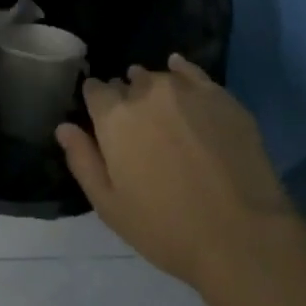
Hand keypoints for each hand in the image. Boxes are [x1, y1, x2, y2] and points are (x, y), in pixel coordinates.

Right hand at [57, 55, 295, 289]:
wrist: (241, 235)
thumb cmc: (165, 228)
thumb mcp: (109, 205)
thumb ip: (83, 160)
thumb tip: (64, 127)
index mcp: (114, 117)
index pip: (95, 91)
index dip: (96, 103)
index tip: (102, 120)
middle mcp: (147, 92)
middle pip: (128, 83)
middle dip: (126, 98)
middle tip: (136, 127)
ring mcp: (187, 90)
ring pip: (159, 77)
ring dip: (153, 88)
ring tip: (161, 110)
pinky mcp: (221, 96)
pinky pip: (193, 72)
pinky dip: (181, 70)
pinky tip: (178, 70)